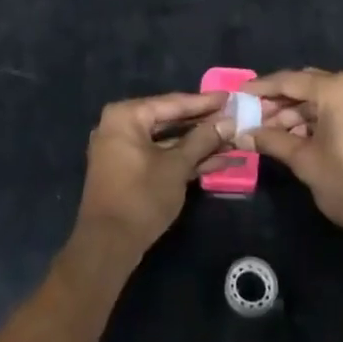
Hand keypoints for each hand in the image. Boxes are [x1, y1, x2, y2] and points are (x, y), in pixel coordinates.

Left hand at [72, 92, 231, 262]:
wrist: (108, 245)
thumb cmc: (141, 196)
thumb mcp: (177, 166)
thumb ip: (203, 140)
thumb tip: (228, 121)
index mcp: (126, 116)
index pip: (172, 103)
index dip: (204, 102)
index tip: (230, 96)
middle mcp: (121, 126)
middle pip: (170, 120)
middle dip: (204, 124)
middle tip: (234, 118)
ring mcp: (124, 150)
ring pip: (168, 141)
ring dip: (199, 144)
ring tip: (233, 141)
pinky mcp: (130, 171)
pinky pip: (160, 157)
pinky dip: (185, 159)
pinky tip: (218, 161)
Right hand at [247, 70, 342, 249]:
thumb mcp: (305, 162)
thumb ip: (272, 141)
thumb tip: (242, 134)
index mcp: (336, 89)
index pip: (288, 80)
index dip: (260, 88)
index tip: (237, 95)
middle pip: (306, 86)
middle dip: (278, 102)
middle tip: (252, 117)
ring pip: (323, 99)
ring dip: (297, 113)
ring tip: (272, 134)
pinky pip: (340, 109)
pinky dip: (318, 119)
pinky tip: (299, 138)